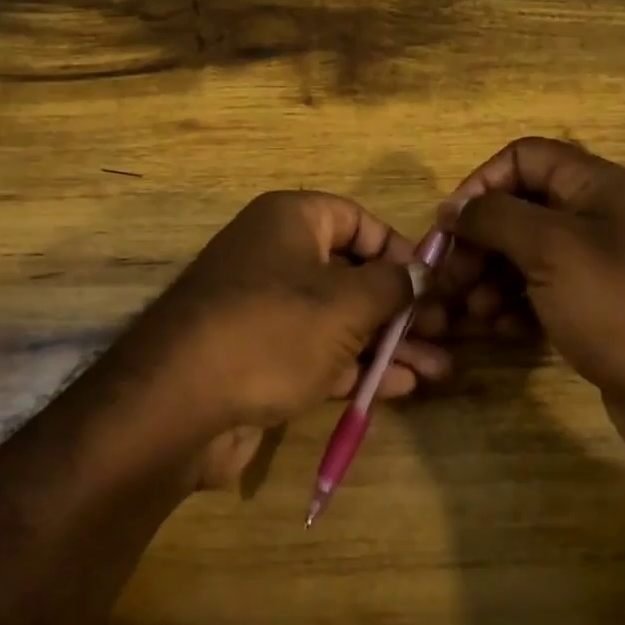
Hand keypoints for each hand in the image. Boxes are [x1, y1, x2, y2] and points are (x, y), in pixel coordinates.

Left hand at [117, 191, 450, 483]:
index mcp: (289, 221)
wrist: (179, 405)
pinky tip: (401, 388)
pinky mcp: (259, 358)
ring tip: (440, 368)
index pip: (355, 219)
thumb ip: (393, 285)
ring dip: (388, 344)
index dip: (398, 247)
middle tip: (446, 332)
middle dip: (401, 307)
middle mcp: (274, 257)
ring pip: (339, 319)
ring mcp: (265, 311)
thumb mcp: (347, 304)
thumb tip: (420, 272)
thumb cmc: (273, 331)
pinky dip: (356, 368)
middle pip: (351, 273)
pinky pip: (318, 353)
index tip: (430, 282)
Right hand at [432, 138, 624, 469]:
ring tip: (475, 312)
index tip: (450, 226)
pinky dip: (512, 307)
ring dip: (489, 278)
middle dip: (478, 241)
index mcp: (593, 186)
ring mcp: (593, 268)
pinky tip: (502, 331)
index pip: (522, 158)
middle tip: (451, 279)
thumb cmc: (620, 307)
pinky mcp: (590, 310)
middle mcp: (593, 218)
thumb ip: (494, 218)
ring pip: (521, 256)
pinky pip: (537, 294)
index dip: (481, 183)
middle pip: (517, 210)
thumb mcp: (551, 249)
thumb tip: (452, 208)